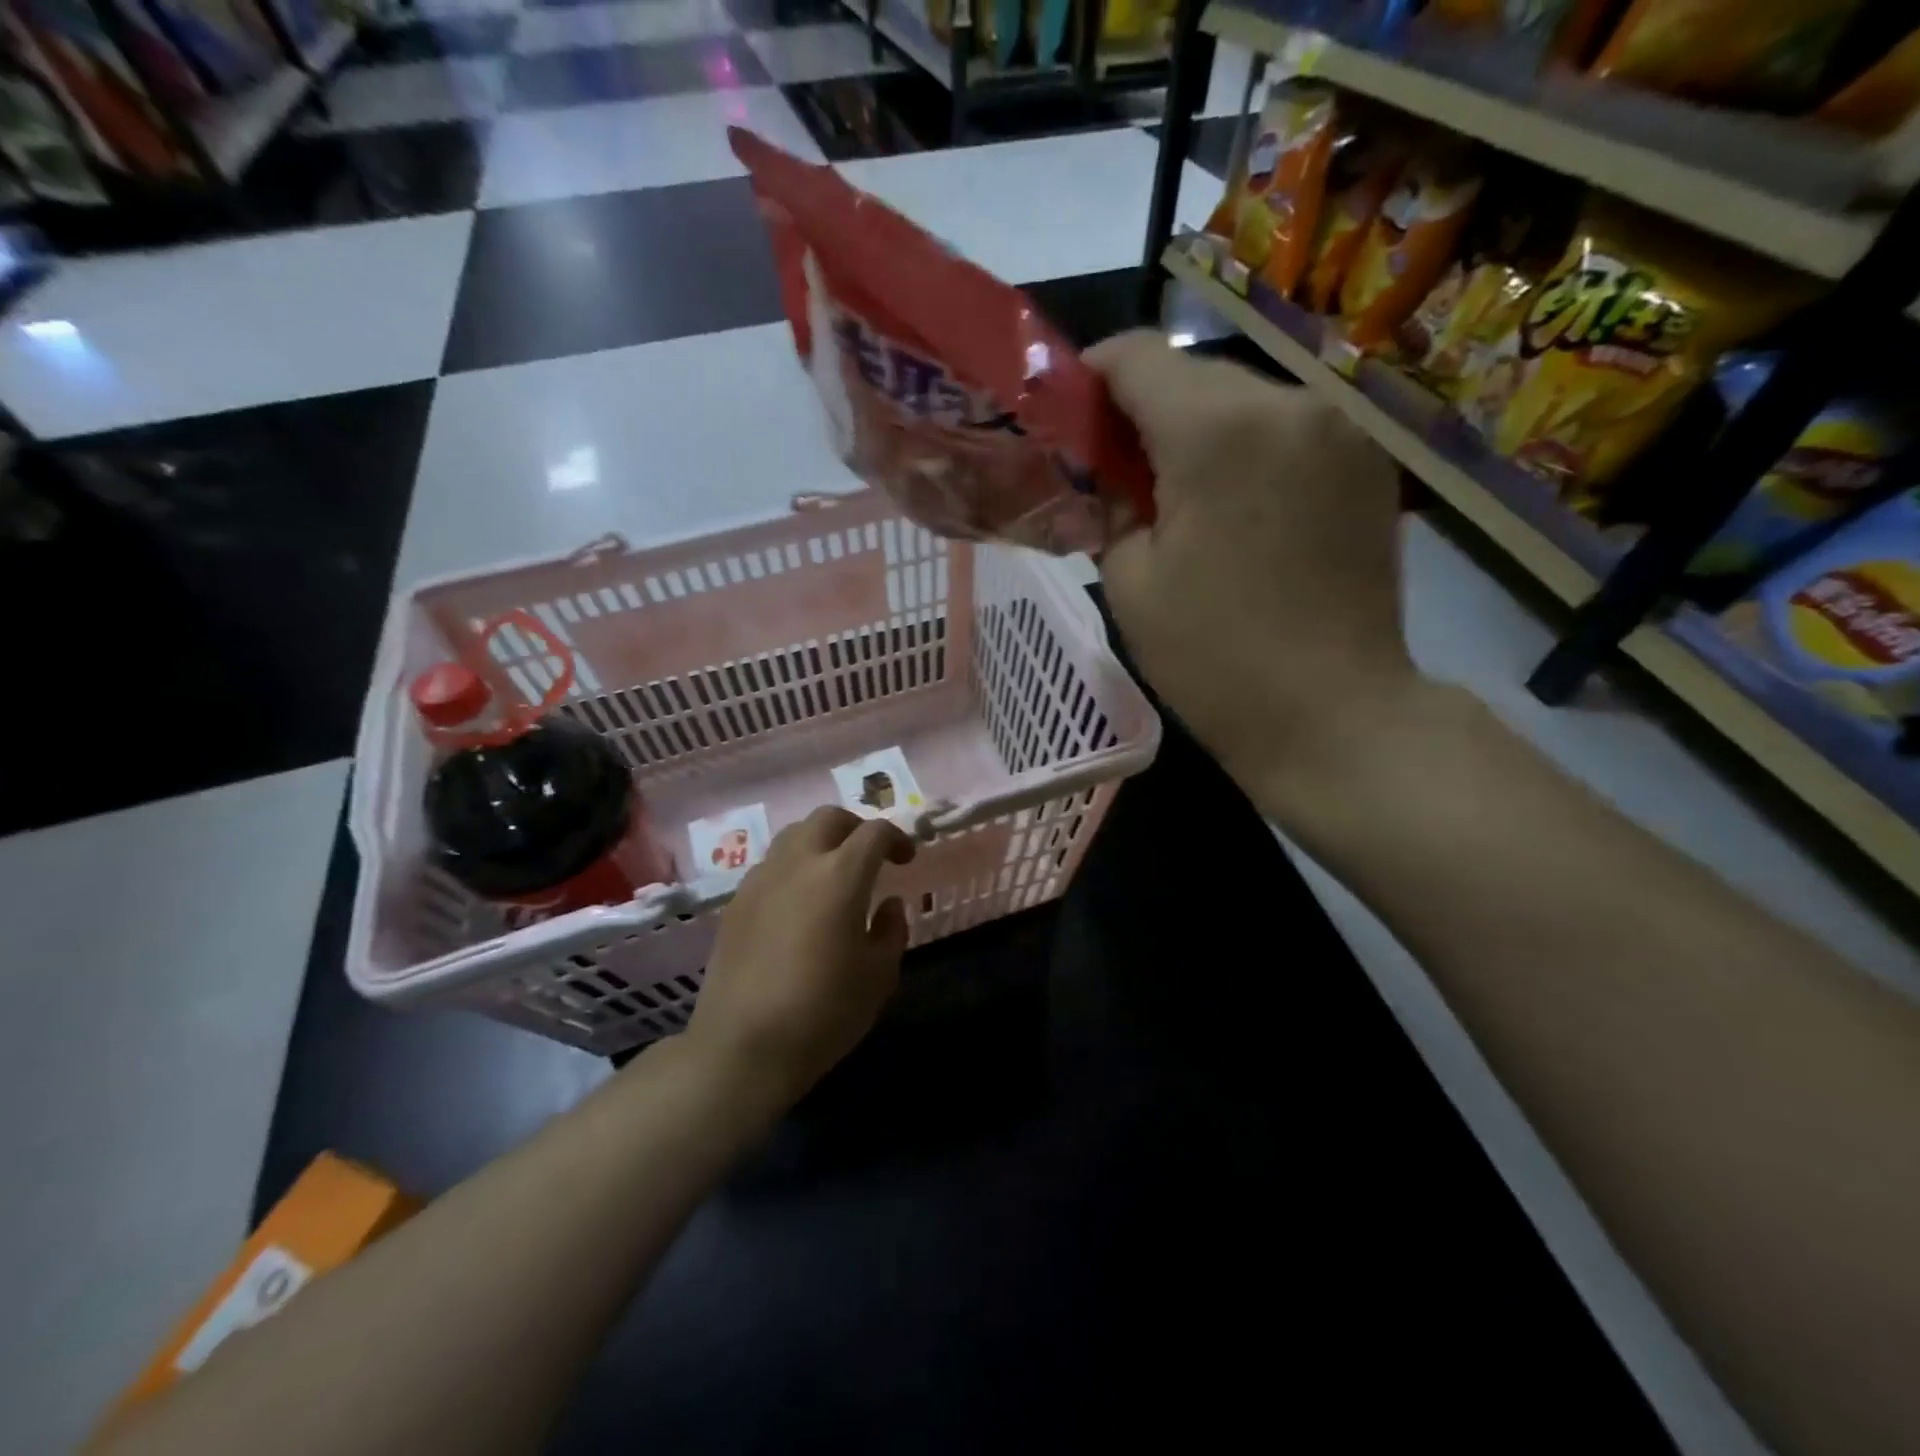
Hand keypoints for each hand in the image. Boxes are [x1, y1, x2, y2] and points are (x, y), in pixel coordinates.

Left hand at [684, 806, 914, 1105]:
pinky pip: (770, 866)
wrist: (742, 1047)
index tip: (906, 859)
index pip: (874, 832)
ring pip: (793, 836)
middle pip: (827, 818)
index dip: (896, 838)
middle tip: (870, 856)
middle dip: (855, 828)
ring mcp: (760, 880)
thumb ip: (891, 931)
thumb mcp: (878, 976)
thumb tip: (890, 904)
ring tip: (833, 876)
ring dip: (820, 843)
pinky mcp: (735, 903)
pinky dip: (793, 868)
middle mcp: (797, 864)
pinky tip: (798, 905)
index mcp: (840, 876)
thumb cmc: (823, 1012)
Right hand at [1090, 330, 1417, 798]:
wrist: (1335, 714)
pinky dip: (1247, 450)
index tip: (1069, 418)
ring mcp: (1340, 427)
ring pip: (1242, 399)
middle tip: (1115, 472)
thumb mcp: (1129, 582)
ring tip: (1177, 497)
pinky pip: (1287, 429)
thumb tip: (1111, 473)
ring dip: (1197, 432)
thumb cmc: (1214, 659)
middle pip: (1192, 374)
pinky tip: (1236, 509)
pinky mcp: (1368, 461)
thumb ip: (1109, 504)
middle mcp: (1287, 402)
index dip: (1090, 377)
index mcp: (1216, 430)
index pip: (1137, 356)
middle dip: (1143, 410)